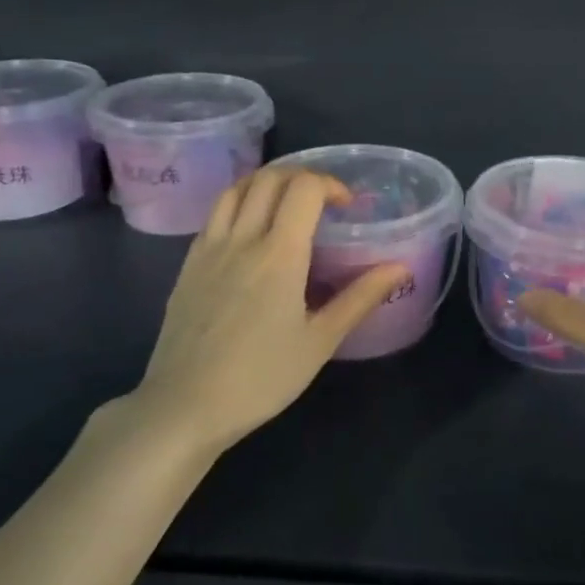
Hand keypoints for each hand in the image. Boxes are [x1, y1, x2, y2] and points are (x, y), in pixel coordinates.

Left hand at [120, 167, 407, 459]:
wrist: (184, 407)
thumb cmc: (261, 377)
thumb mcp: (320, 341)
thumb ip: (360, 297)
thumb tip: (400, 267)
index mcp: (279, 253)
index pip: (304, 188)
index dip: (330, 184)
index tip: (348, 206)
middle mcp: (241, 239)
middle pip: (269, 178)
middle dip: (302, 177)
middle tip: (322, 202)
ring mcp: (208, 249)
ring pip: (236, 189)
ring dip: (267, 183)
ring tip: (287, 205)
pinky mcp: (188, 265)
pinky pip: (215, 215)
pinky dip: (239, 204)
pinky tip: (252, 234)